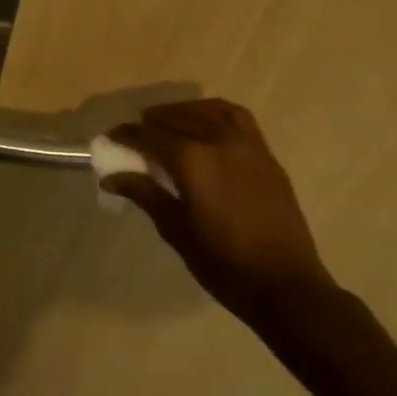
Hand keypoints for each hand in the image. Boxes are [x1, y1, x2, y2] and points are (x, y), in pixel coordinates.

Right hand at [104, 100, 333, 322]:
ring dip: (183, 111)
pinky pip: (237, 118)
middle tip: (134, 135)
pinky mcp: (266, 155)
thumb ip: (145, 194)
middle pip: (176, 118)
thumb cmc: (224, 264)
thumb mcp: (176, 231)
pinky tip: (205, 124)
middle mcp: (219, 141)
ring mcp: (247, 144)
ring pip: (209, 110)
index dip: (126, 135)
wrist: (286, 285)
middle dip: (150, 123)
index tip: (110, 138)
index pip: (149, 135)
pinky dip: (214, 113)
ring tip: (167, 122)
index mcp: (193, 160)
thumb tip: (111, 177)